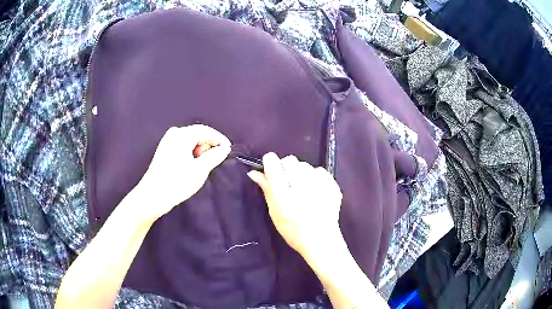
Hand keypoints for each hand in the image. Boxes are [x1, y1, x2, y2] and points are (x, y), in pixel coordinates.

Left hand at [135, 125, 230, 221]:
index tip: (229, 150)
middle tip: (217, 159)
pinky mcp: (164, 150)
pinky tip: (194, 164)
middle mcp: (174, 133)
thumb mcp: (200, 170)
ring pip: (190, 140)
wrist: (153, 196)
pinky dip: (192, 152)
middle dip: (209, 144)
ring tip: (205, 164)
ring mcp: (167, 141)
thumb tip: (225, 148)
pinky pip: (183, 145)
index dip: (219, 139)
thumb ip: (214, 156)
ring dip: (200, 149)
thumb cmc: (177, 182)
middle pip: (197, 133)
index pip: (206, 130)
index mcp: (182, 135)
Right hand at [247, 153, 342, 257]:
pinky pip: (320, 171)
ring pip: (305, 165)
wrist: (321, 241)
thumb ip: (266, 190)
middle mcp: (302, 188)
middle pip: (290, 160)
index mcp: (284, 197)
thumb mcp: (274, 213)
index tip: (270, 168)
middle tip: (287, 182)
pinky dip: (315, 177)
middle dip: (286, 167)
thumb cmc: (293, 231)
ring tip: (303, 189)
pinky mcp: (332, 186)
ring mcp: (320, 186)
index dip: (270, 162)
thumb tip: (254, 172)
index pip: (274, 165)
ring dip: (301, 172)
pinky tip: (315, 191)